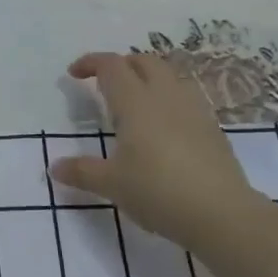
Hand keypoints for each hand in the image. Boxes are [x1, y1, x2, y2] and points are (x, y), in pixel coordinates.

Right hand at [49, 52, 264, 243]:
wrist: (222, 215)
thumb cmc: (158, 192)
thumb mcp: (112, 184)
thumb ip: (82, 172)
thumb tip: (55, 168)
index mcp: (136, 102)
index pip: (111, 65)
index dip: (90, 62)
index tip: (74, 74)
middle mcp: (165, 96)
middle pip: (143, 61)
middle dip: (121, 65)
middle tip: (105, 84)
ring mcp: (194, 110)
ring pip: (169, 76)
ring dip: (148, 78)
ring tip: (135, 102)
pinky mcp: (212, 129)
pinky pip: (186, 98)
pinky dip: (168, 99)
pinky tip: (164, 127)